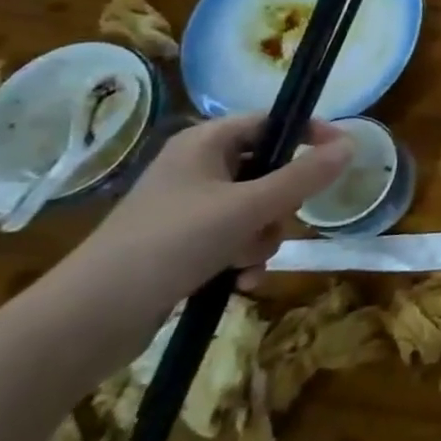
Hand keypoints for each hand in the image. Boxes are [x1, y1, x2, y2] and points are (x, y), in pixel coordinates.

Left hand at [69, 114, 352, 307]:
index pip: (271, 121)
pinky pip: (234, 240)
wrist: (88, 319)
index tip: (341, 156)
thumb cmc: (171, 244)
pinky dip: (243, 260)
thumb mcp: (249, 207)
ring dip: (262, 238)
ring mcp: (187, 208)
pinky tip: (239, 285)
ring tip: (244, 263)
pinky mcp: (181, 245)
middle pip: (268, 171)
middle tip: (273, 224)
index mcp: (205, 143)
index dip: (308, 134)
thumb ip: (305, 176)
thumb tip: (352, 144)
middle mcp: (196, 168)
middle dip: (280, 206)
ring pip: (256, 211)